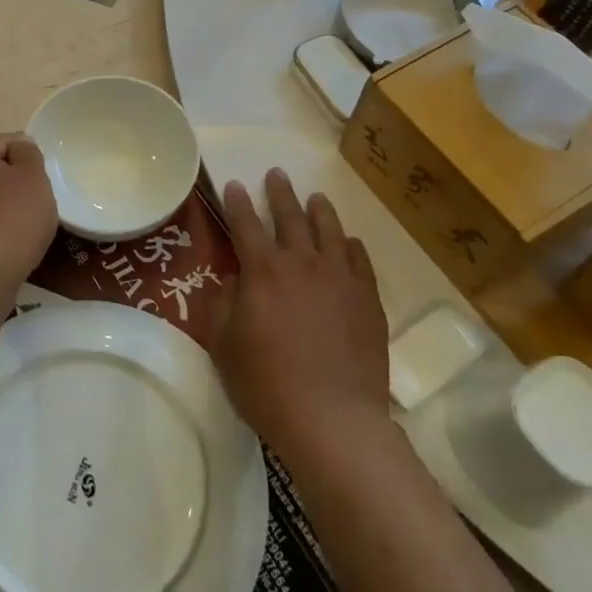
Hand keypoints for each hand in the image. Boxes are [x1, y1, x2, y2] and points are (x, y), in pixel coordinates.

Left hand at [0, 134, 58, 289]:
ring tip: (21, 226)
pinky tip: (4, 243)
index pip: (4, 142)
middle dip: (10, 182)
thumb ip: (28, 152)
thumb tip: (18, 147)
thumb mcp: (33, 176)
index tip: (42, 179)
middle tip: (35, 201)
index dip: (28, 157)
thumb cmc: (13, 217)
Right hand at [212, 170, 389, 458]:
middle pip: (290, 217)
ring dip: (319, 210)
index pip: (245, 224)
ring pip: (329, 231)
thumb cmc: (267, 384)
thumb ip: (224, 304)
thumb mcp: (224, 345)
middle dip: (280, 193)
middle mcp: (303, 263)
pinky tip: (349, 242)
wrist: (333, 418)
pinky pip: (359, 260)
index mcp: (263, 271)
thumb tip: (234, 280)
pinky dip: (351, 246)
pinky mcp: (367, 299)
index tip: (235, 184)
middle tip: (276, 173)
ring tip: (316, 197)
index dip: (237, 202)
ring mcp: (340, 279)